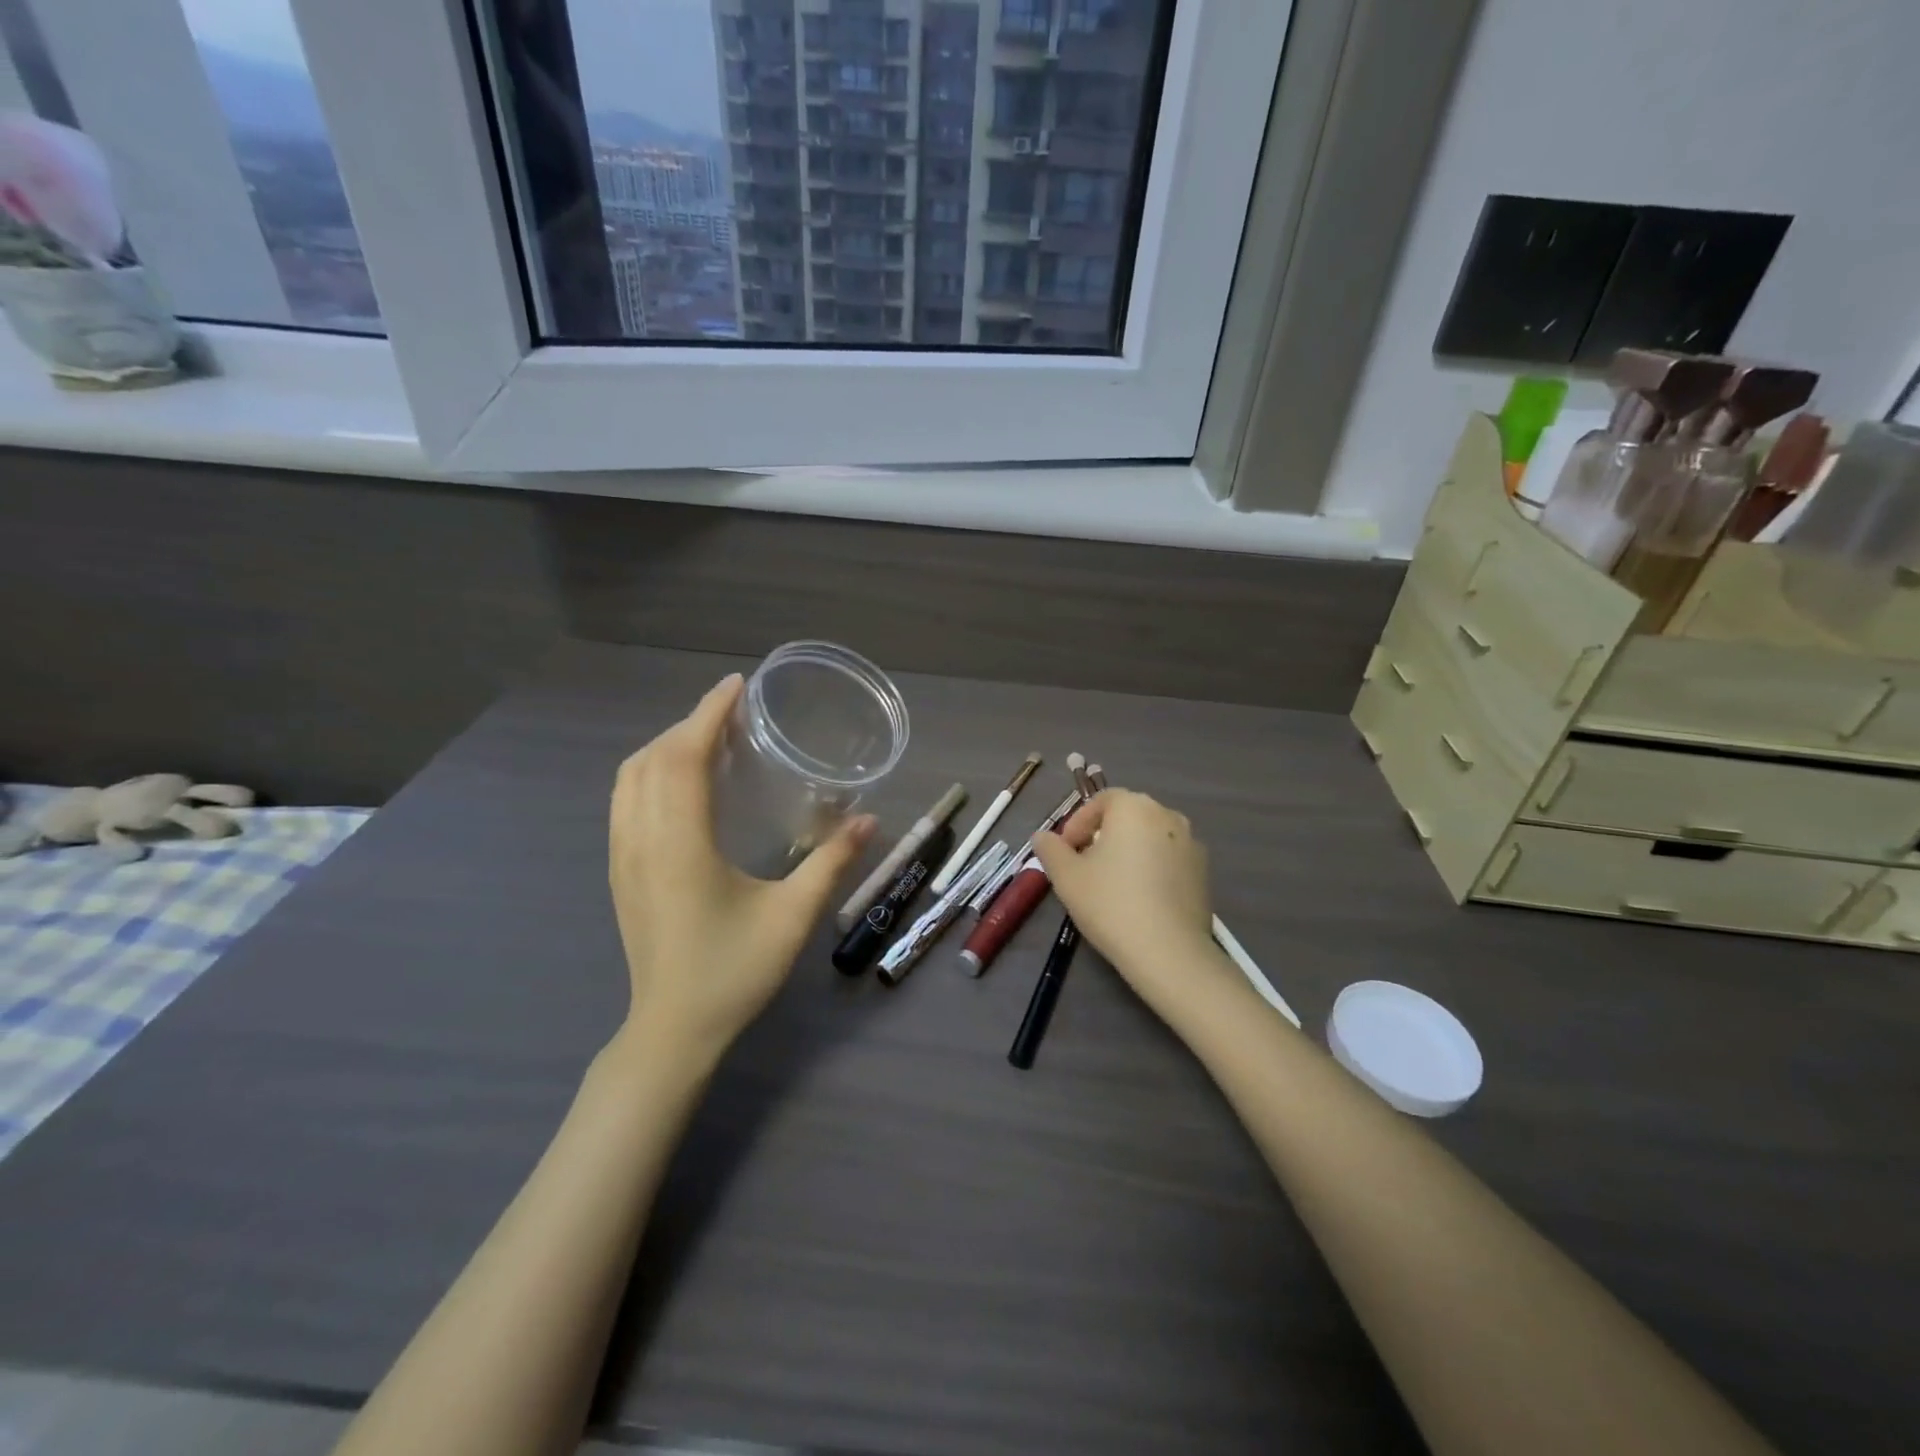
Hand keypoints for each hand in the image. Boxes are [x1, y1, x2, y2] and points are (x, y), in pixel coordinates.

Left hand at [609, 675, 875, 1063]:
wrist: (672, 1030)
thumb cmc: (733, 972)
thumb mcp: (792, 917)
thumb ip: (831, 863)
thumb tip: (869, 821)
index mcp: (679, 845)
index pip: (684, 758)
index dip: (708, 715)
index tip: (737, 686)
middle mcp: (641, 840)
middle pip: (652, 758)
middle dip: (690, 724)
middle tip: (735, 713)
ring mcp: (622, 856)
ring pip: (629, 778)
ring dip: (666, 746)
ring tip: (710, 739)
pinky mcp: (619, 872)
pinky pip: (625, 801)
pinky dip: (650, 772)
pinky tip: (683, 784)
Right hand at [1031, 790, 1230, 1020]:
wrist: (1168, 952)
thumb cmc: (1110, 903)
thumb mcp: (1066, 876)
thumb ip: (1050, 849)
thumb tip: (1042, 836)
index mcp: (1133, 807)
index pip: (1101, 801)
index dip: (1078, 823)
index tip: (1066, 851)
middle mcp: (1166, 815)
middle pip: (1127, 817)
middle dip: (1102, 836)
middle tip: (1084, 867)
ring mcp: (1191, 843)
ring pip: (1149, 838)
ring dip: (1129, 852)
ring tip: (1112, 885)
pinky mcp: (1203, 872)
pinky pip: (1168, 860)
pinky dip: (1152, 869)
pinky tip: (1140, 900)